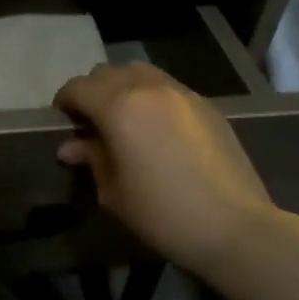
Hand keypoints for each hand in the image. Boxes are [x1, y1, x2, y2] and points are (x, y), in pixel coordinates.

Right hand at [54, 62, 277, 272]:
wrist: (235, 227)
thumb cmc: (163, 213)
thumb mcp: (114, 192)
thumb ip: (92, 159)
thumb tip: (71, 146)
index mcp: (118, 107)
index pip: (78, 88)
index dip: (64, 101)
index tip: (63, 121)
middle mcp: (147, 88)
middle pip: (107, 72)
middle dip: (92, 91)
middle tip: (90, 121)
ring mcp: (181, 93)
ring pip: (139, 72)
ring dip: (122, 86)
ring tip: (124, 117)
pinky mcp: (206, 105)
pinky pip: (167, 86)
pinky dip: (151, 95)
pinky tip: (156, 127)